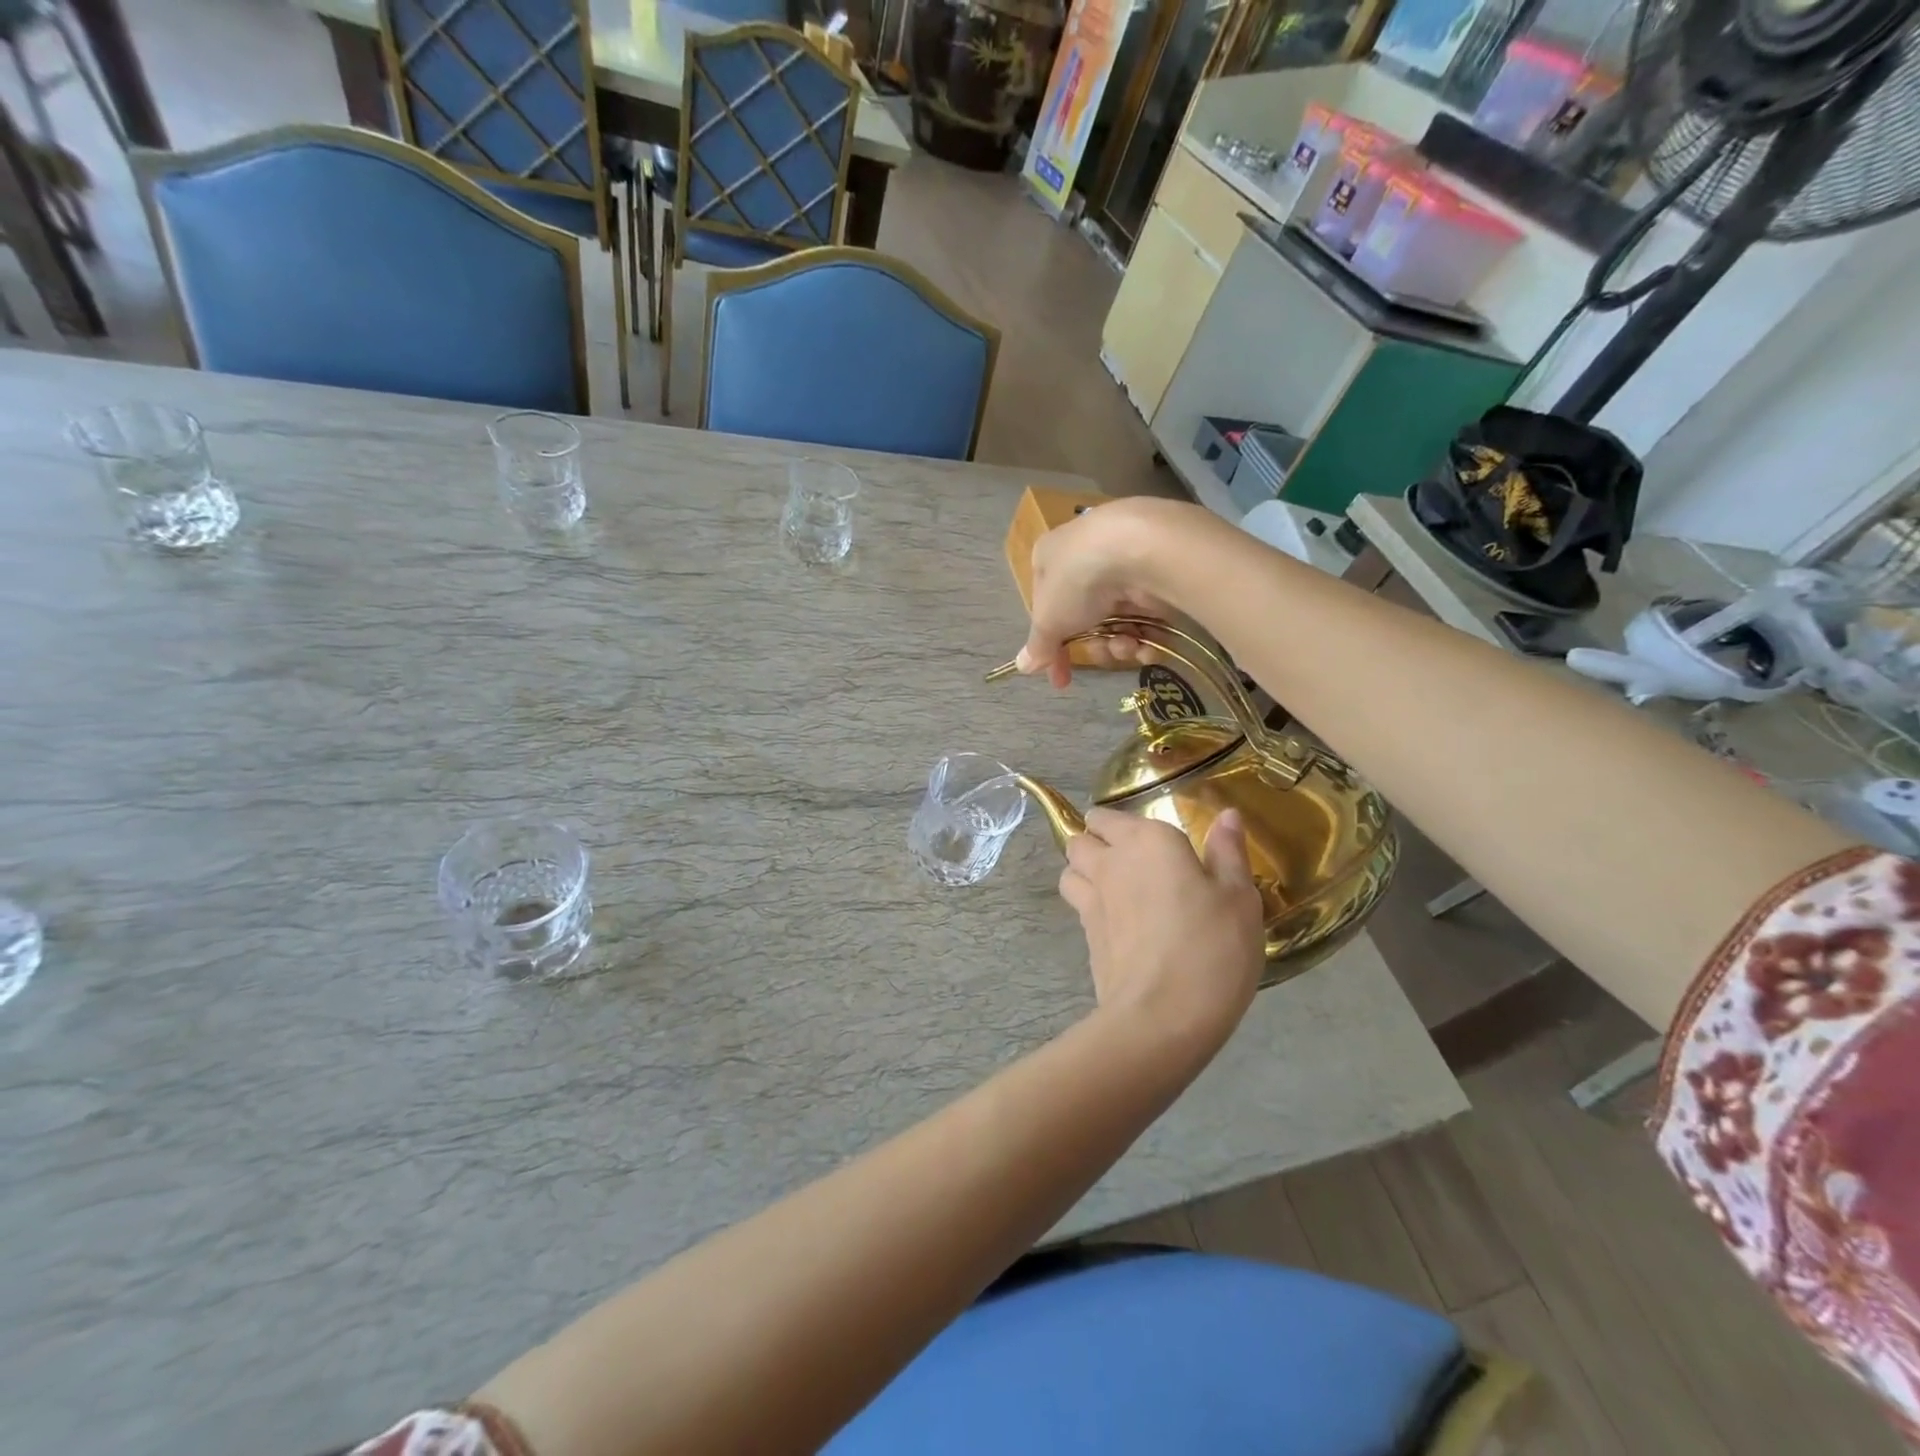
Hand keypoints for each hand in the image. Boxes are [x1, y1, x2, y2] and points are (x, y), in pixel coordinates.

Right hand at [1016, 499, 1192, 687]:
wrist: (1139, 548)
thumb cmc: (1077, 580)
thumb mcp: (1048, 620)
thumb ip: (1039, 646)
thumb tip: (1023, 666)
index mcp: (1050, 559)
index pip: (1047, 609)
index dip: (1052, 648)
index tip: (1060, 679)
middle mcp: (1085, 558)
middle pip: (1086, 620)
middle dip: (1096, 646)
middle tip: (1103, 654)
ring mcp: (1123, 566)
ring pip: (1118, 621)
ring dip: (1121, 644)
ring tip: (1129, 644)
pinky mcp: (1157, 575)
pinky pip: (1147, 615)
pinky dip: (1147, 636)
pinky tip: (1148, 644)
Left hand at [1058, 807, 1265, 1054]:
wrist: (1163, 1014)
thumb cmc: (1212, 946)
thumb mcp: (1238, 897)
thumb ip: (1228, 852)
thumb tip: (1226, 815)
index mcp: (1147, 840)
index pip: (1109, 815)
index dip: (1119, 824)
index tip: (1144, 837)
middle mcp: (1110, 861)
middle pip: (1081, 838)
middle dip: (1095, 842)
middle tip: (1128, 860)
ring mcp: (1091, 898)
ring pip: (1070, 869)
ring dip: (1083, 870)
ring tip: (1113, 886)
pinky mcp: (1085, 934)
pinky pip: (1076, 904)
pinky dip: (1087, 904)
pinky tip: (1115, 922)